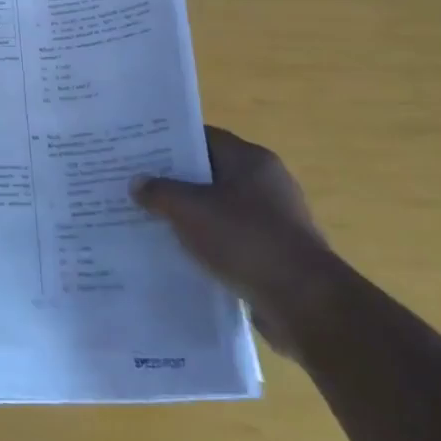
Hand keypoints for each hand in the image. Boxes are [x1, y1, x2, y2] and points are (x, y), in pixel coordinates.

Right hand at [131, 127, 339, 357]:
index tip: (138, 152)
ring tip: (149, 220)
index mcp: (251, 160)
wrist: (304, 302)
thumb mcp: (189, 209)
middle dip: (174, 181)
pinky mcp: (274, 252)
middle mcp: (267, 183)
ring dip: (189, 215)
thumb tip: (138, 183)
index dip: (170, 143)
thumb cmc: (245, 239)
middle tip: (136, 185)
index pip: (204, 138)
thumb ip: (159, 192)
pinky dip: (206, 242)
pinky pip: (230, 238)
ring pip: (218, 208)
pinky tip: (179, 252)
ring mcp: (274, 219)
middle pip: (210, 173)